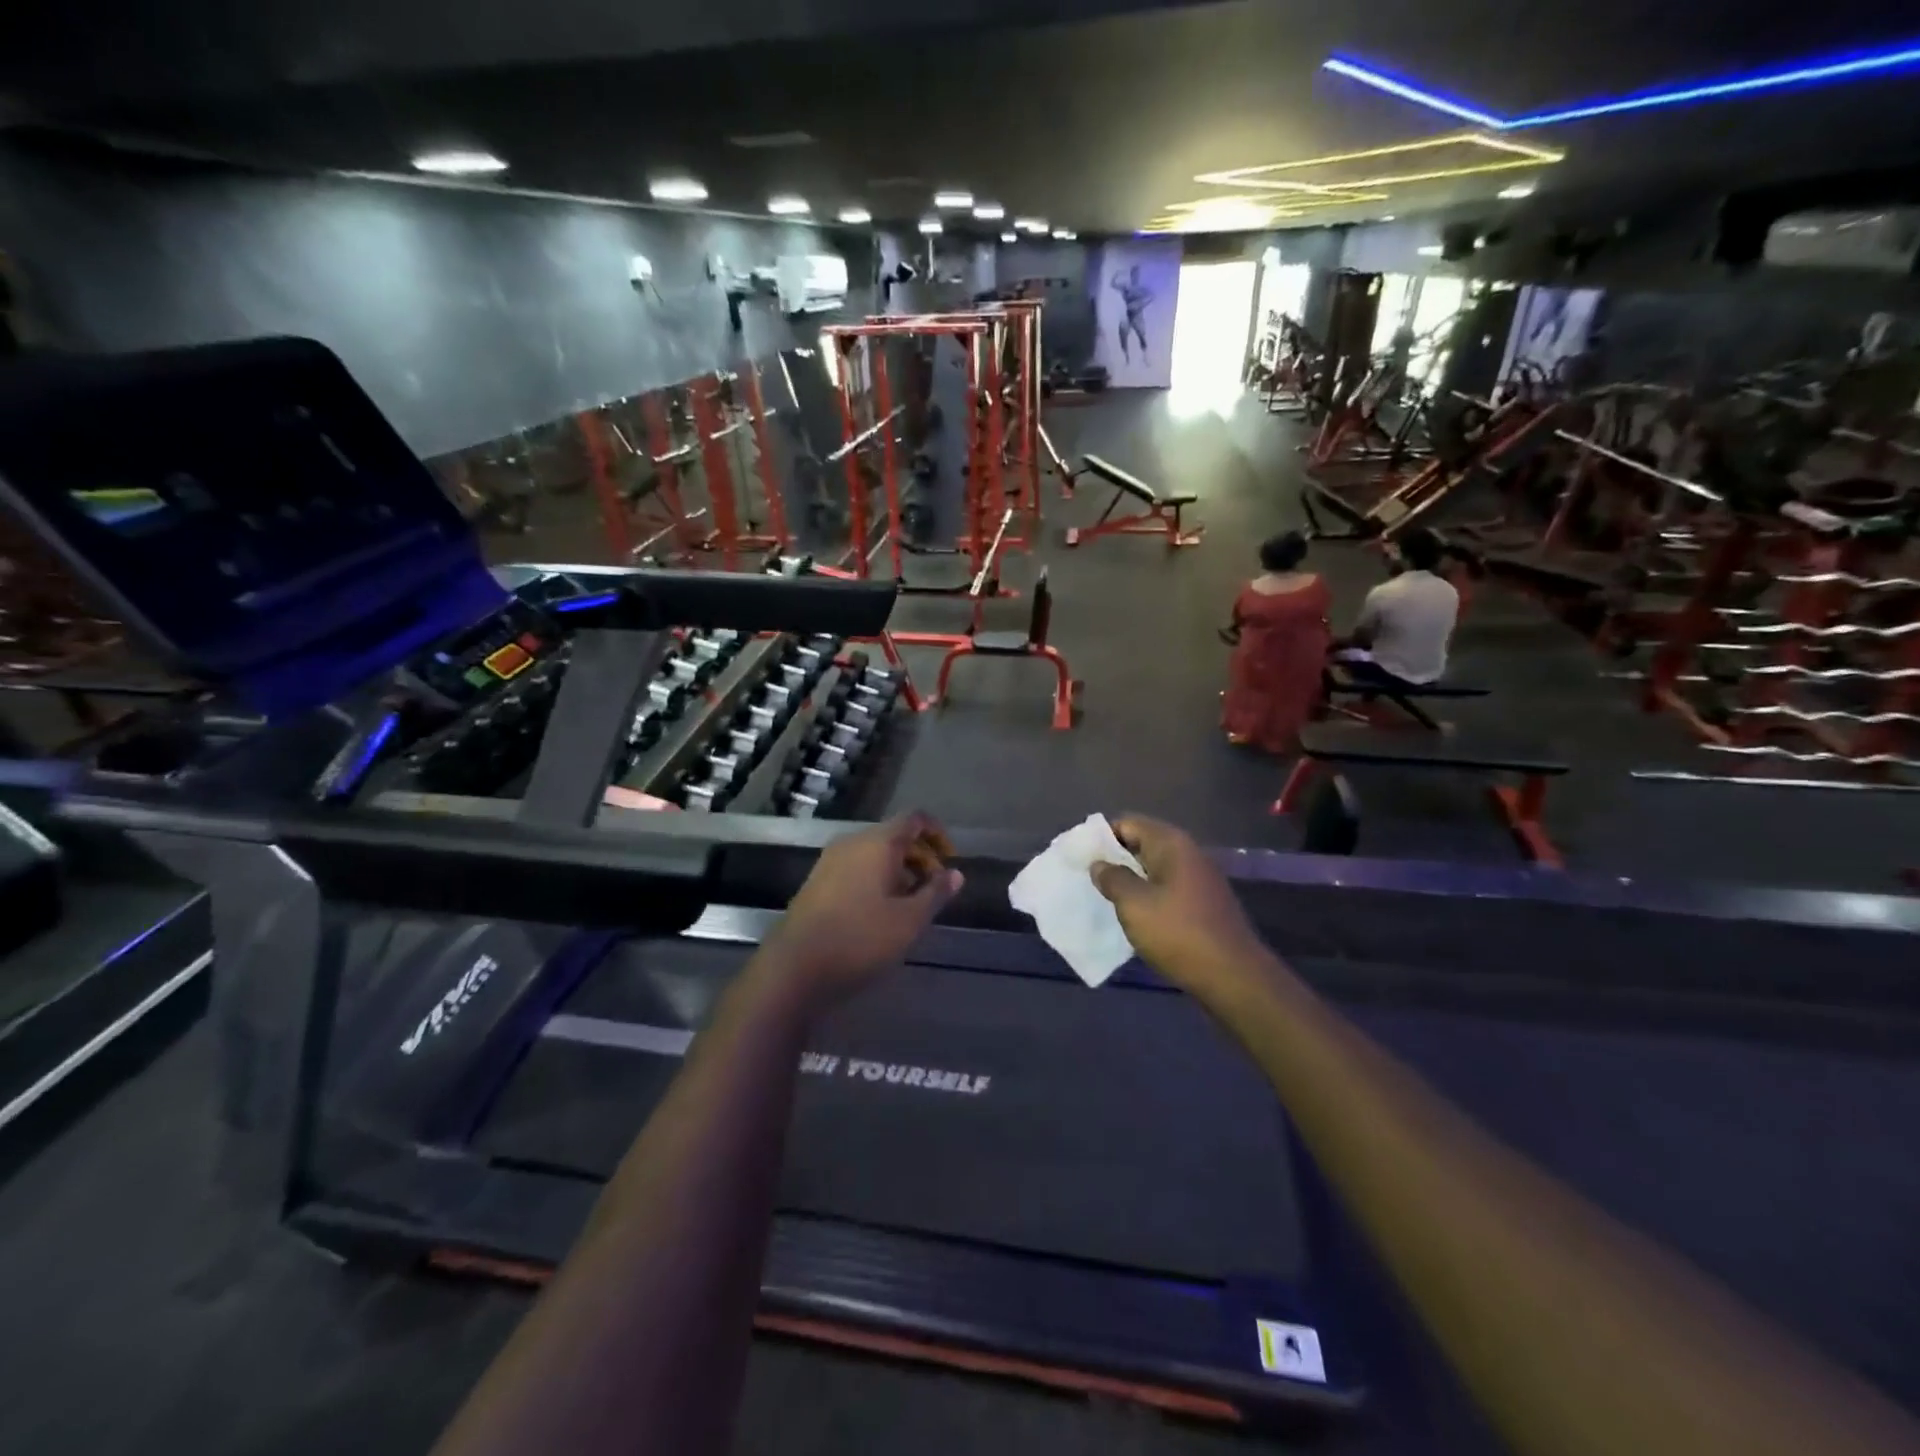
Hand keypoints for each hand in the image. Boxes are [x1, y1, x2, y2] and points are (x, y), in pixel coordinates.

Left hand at [763, 812, 963, 1006]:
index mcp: (878, 842)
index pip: (915, 818)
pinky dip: (877, 879)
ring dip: (899, 871)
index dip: (938, 834)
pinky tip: (882, 913)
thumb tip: (956, 873)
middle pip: (895, 835)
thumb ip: (936, 893)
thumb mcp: (910, 920)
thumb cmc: (861, 939)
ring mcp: (830, 861)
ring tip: (911, 905)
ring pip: (874, 853)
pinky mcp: (817, 882)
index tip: (950, 862)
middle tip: (935, 891)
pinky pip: (856, 868)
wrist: (795, 967)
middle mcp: (852, 842)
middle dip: (920, 857)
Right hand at [1090, 816, 1265, 995]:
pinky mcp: (1203, 904)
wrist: (1233, 977)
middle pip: (1142, 844)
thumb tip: (1099, 864)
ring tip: (1104, 898)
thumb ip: (1112, 878)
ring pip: (1154, 869)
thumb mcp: (1134, 904)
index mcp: (1171, 844)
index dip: (1101, 837)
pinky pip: (1167, 889)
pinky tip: (1133, 916)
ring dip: (1130, 880)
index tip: (1080, 857)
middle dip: (1114, 859)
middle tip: (1086, 878)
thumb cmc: (1178, 932)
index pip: (1127, 824)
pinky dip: (1147, 897)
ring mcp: (1199, 879)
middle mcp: (1187, 853)